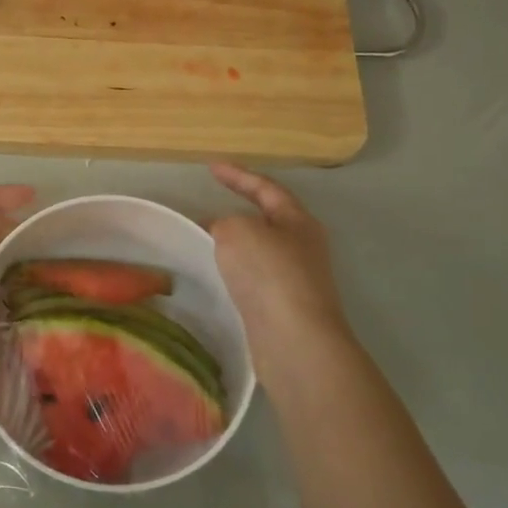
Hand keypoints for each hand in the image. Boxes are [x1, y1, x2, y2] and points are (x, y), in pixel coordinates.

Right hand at [208, 164, 353, 385]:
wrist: (294, 339)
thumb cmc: (269, 274)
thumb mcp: (237, 231)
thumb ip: (225, 222)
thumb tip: (224, 234)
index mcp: (298, 220)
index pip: (266, 188)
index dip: (238, 175)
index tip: (212, 167)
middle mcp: (303, 247)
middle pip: (268, 220)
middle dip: (239, 212)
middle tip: (207, 209)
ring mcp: (296, 280)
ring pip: (260, 252)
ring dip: (235, 246)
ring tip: (205, 244)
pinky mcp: (284, 308)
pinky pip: (254, 279)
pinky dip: (235, 272)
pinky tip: (218, 278)